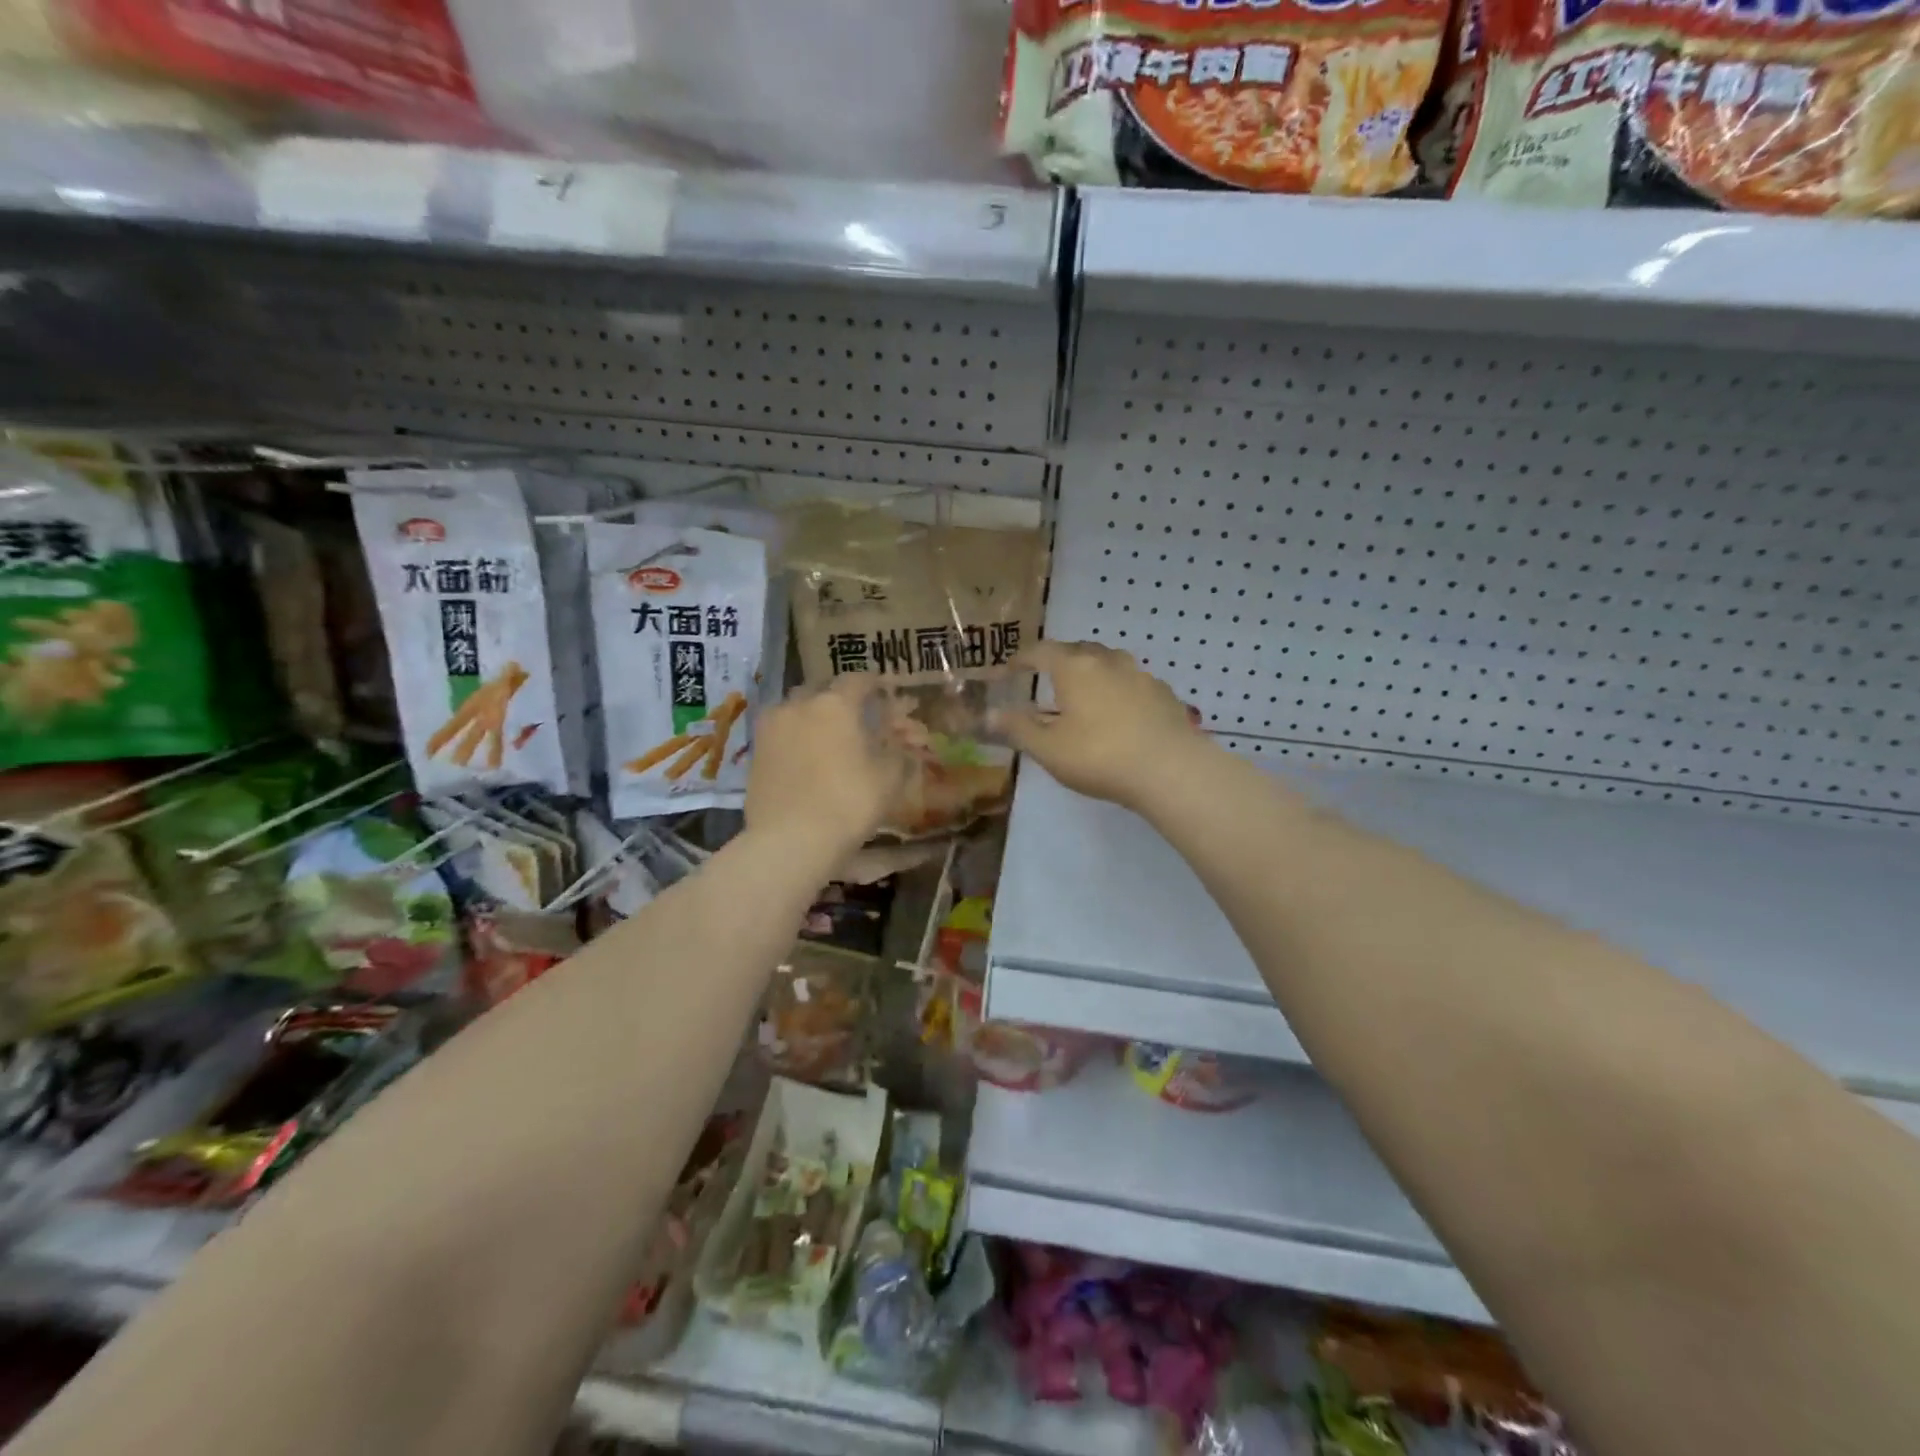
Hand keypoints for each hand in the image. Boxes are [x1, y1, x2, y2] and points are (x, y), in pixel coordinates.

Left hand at [747, 675, 910, 855]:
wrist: (790, 841)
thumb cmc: (848, 804)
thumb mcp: (888, 779)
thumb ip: (897, 752)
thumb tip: (900, 742)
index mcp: (836, 704)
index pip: (858, 680)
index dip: (874, 683)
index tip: (884, 692)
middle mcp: (800, 705)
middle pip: (821, 688)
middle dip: (838, 696)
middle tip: (854, 714)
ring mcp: (772, 727)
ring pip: (795, 708)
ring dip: (811, 714)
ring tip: (824, 735)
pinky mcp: (755, 751)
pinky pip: (779, 732)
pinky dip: (794, 736)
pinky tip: (803, 755)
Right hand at [996, 640, 1202, 812]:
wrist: (1171, 770)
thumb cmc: (1100, 756)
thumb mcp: (1049, 749)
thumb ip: (1017, 729)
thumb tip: (988, 714)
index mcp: (1074, 668)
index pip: (1040, 651)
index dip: (1021, 659)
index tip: (1009, 671)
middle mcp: (1107, 661)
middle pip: (1076, 650)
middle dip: (1058, 661)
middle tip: (1046, 680)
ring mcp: (1140, 675)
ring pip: (1108, 663)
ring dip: (1091, 672)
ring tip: (1083, 694)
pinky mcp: (1163, 694)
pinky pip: (1132, 682)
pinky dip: (1117, 689)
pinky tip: (1118, 713)